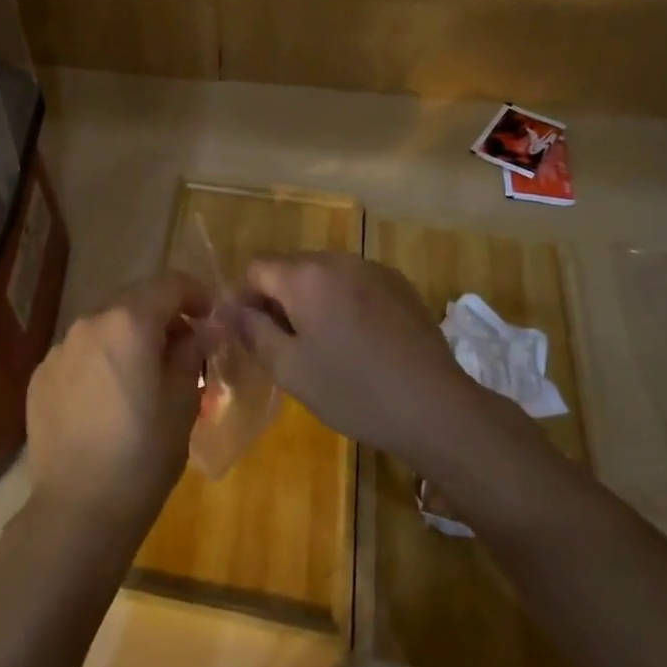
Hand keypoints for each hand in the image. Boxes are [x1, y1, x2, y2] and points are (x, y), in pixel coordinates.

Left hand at [24, 271, 210, 544]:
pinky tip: (108, 399)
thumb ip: (193, 352)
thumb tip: (204, 329)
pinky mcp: (41, 375)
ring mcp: (59, 348)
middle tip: (182, 349)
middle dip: (162, 316)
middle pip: (134, 300)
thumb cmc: (143, 455)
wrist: (77, 512)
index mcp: (129, 321)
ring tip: (144, 376)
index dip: (196, 293)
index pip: (170, 284)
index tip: (211, 317)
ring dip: (129, 338)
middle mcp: (90, 322)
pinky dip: (101, 360)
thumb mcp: (183, 402)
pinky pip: (80, 353)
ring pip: (104, 326)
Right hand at [228, 252, 520, 465]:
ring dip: (313, 300)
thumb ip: (253, 332)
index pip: (257, 267)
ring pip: (325, 275)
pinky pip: (356, 283)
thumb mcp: (290, 369)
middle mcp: (338, 259)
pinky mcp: (400, 284)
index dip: (246, 298)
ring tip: (325, 345)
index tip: (253, 334)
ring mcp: (373, 268)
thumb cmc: (353, 390)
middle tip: (287, 345)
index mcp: (305, 275)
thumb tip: (230, 310)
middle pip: (291, 267)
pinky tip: (360, 342)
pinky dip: (345, 302)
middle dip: (280, 299)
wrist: (436, 407)